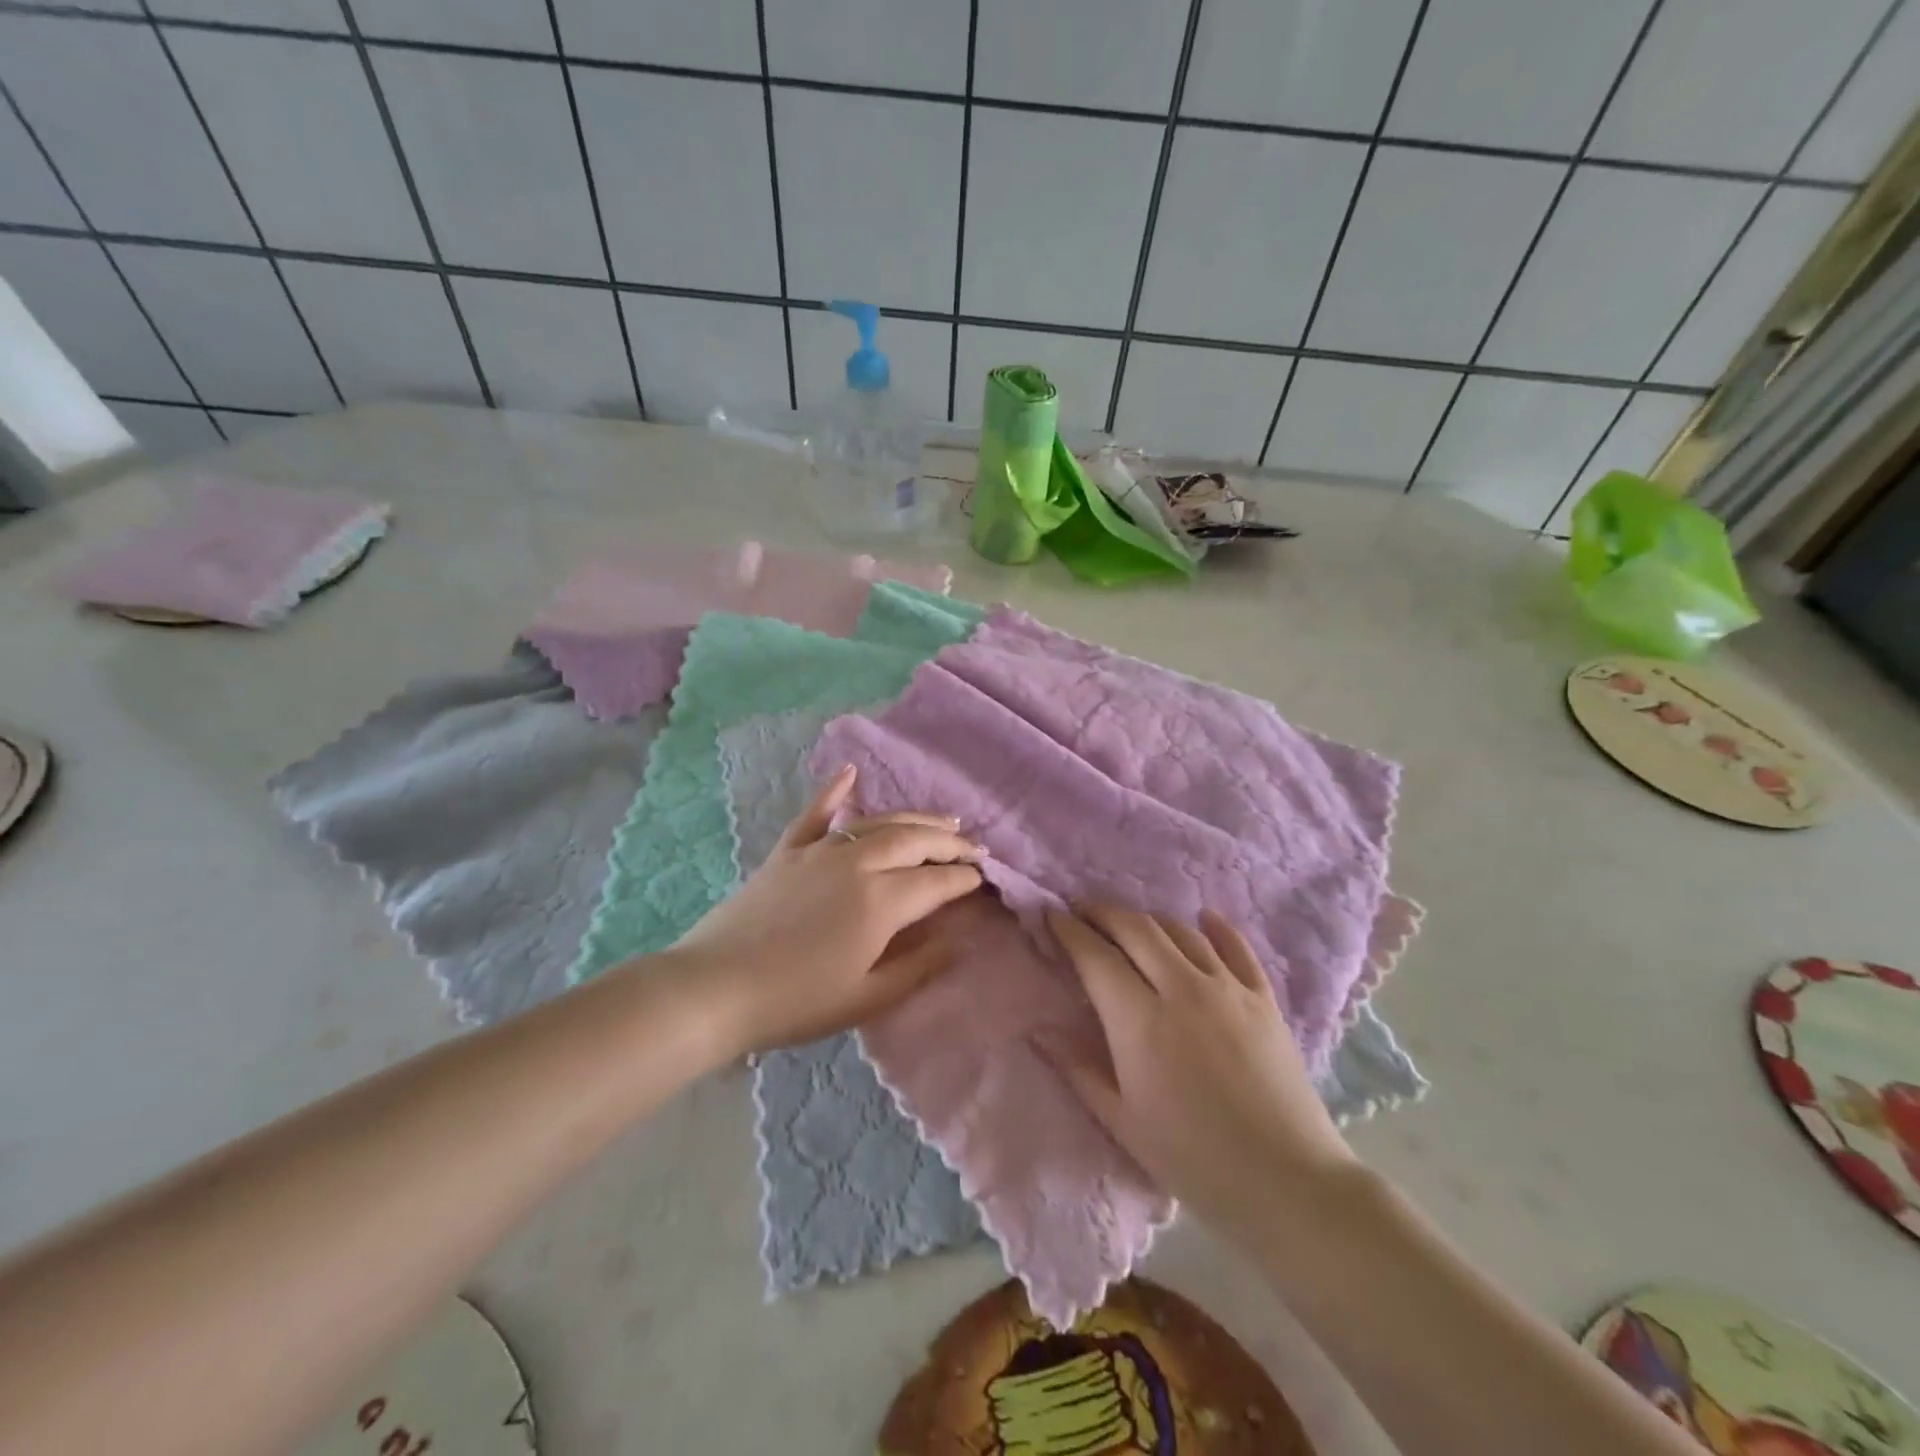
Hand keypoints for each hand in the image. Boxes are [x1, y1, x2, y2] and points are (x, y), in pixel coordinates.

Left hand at [665, 765, 983, 1056]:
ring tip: (942, 818)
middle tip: (973, 845)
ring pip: (878, 822)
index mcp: (882, 900)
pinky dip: (835, 790)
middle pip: (916, 840)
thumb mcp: (868, 997)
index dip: (965, 878)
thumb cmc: (798, 1001)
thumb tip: (960, 938)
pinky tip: (851, 772)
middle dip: (950, 841)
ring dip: (915, 817)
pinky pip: (816, 813)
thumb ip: (920, 965)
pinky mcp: (788, 851)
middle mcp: (858, 862)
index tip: (984, 878)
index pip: (938, 881)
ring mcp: (820, 850)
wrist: (716, 988)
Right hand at [1044, 905, 1356, 1236]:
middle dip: (1103, 913)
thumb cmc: (1193, 1159)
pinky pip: (1236, 947)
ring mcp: (1228, 989)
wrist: (1288, 1183)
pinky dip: (1216, 927)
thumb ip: (1078, 1069)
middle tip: (1083, 911)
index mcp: (1140, 1021)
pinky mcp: (1264, 998)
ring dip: (1148, 920)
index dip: (1069, 931)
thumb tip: (1039, 1032)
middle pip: (1136, 929)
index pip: (1096, 956)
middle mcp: (1182, 989)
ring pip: (1180, 931)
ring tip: (1130, 925)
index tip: (1051, 916)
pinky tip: (1204, 918)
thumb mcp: (1123, 1121)